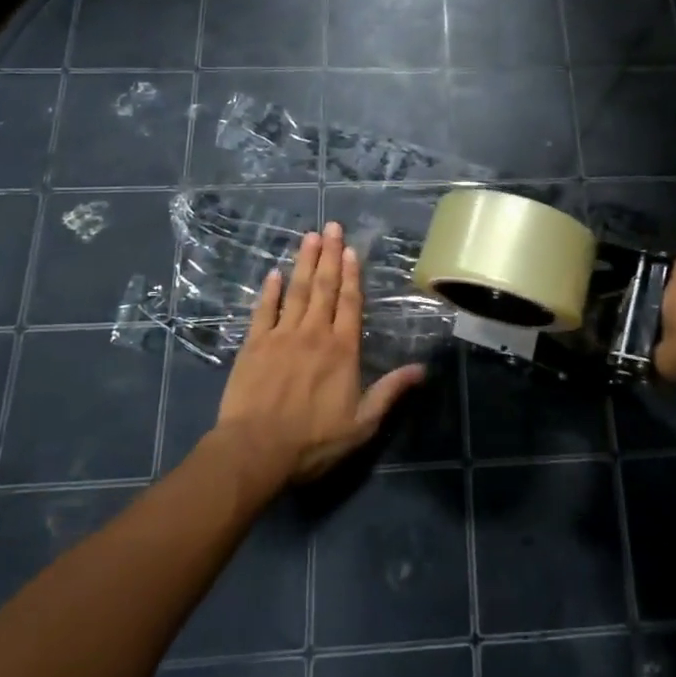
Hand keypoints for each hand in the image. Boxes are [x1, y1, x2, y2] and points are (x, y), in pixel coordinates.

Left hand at [213, 222, 427, 484]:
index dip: (352, 275)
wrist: (256, 449)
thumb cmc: (313, 439)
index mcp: (342, 349)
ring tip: (309, 237)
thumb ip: (390, 391)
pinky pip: (263, 310)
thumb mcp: (362, 423)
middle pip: (324, 287)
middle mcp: (314, 333)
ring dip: (304, 262)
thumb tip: (422, 369)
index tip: (352, 250)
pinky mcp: (253, 345)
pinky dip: (269, 291)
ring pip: (296, 291)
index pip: (350, 303)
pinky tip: (274, 273)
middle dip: (329, 255)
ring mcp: (281, 336)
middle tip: (332, 227)